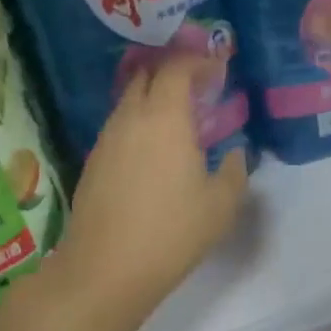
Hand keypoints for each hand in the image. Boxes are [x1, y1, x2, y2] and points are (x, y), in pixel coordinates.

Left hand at [52, 55, 249, 323]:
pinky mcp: (93, 161)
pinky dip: (139, 122)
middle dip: (172, 71)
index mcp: (165, 117)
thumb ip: (236, 170)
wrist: (105, 269)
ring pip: (129, 100)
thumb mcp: (221, 204)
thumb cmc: (172, 232)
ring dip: (153, 97)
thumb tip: (237, 154)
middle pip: (147, 75)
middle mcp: (131, 117)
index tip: (217, 68)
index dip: (198, 61)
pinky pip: (120, 126)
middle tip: (198, 86)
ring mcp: (106, 139)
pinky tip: (154, 149)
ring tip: (178, 118)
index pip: (177, 68)